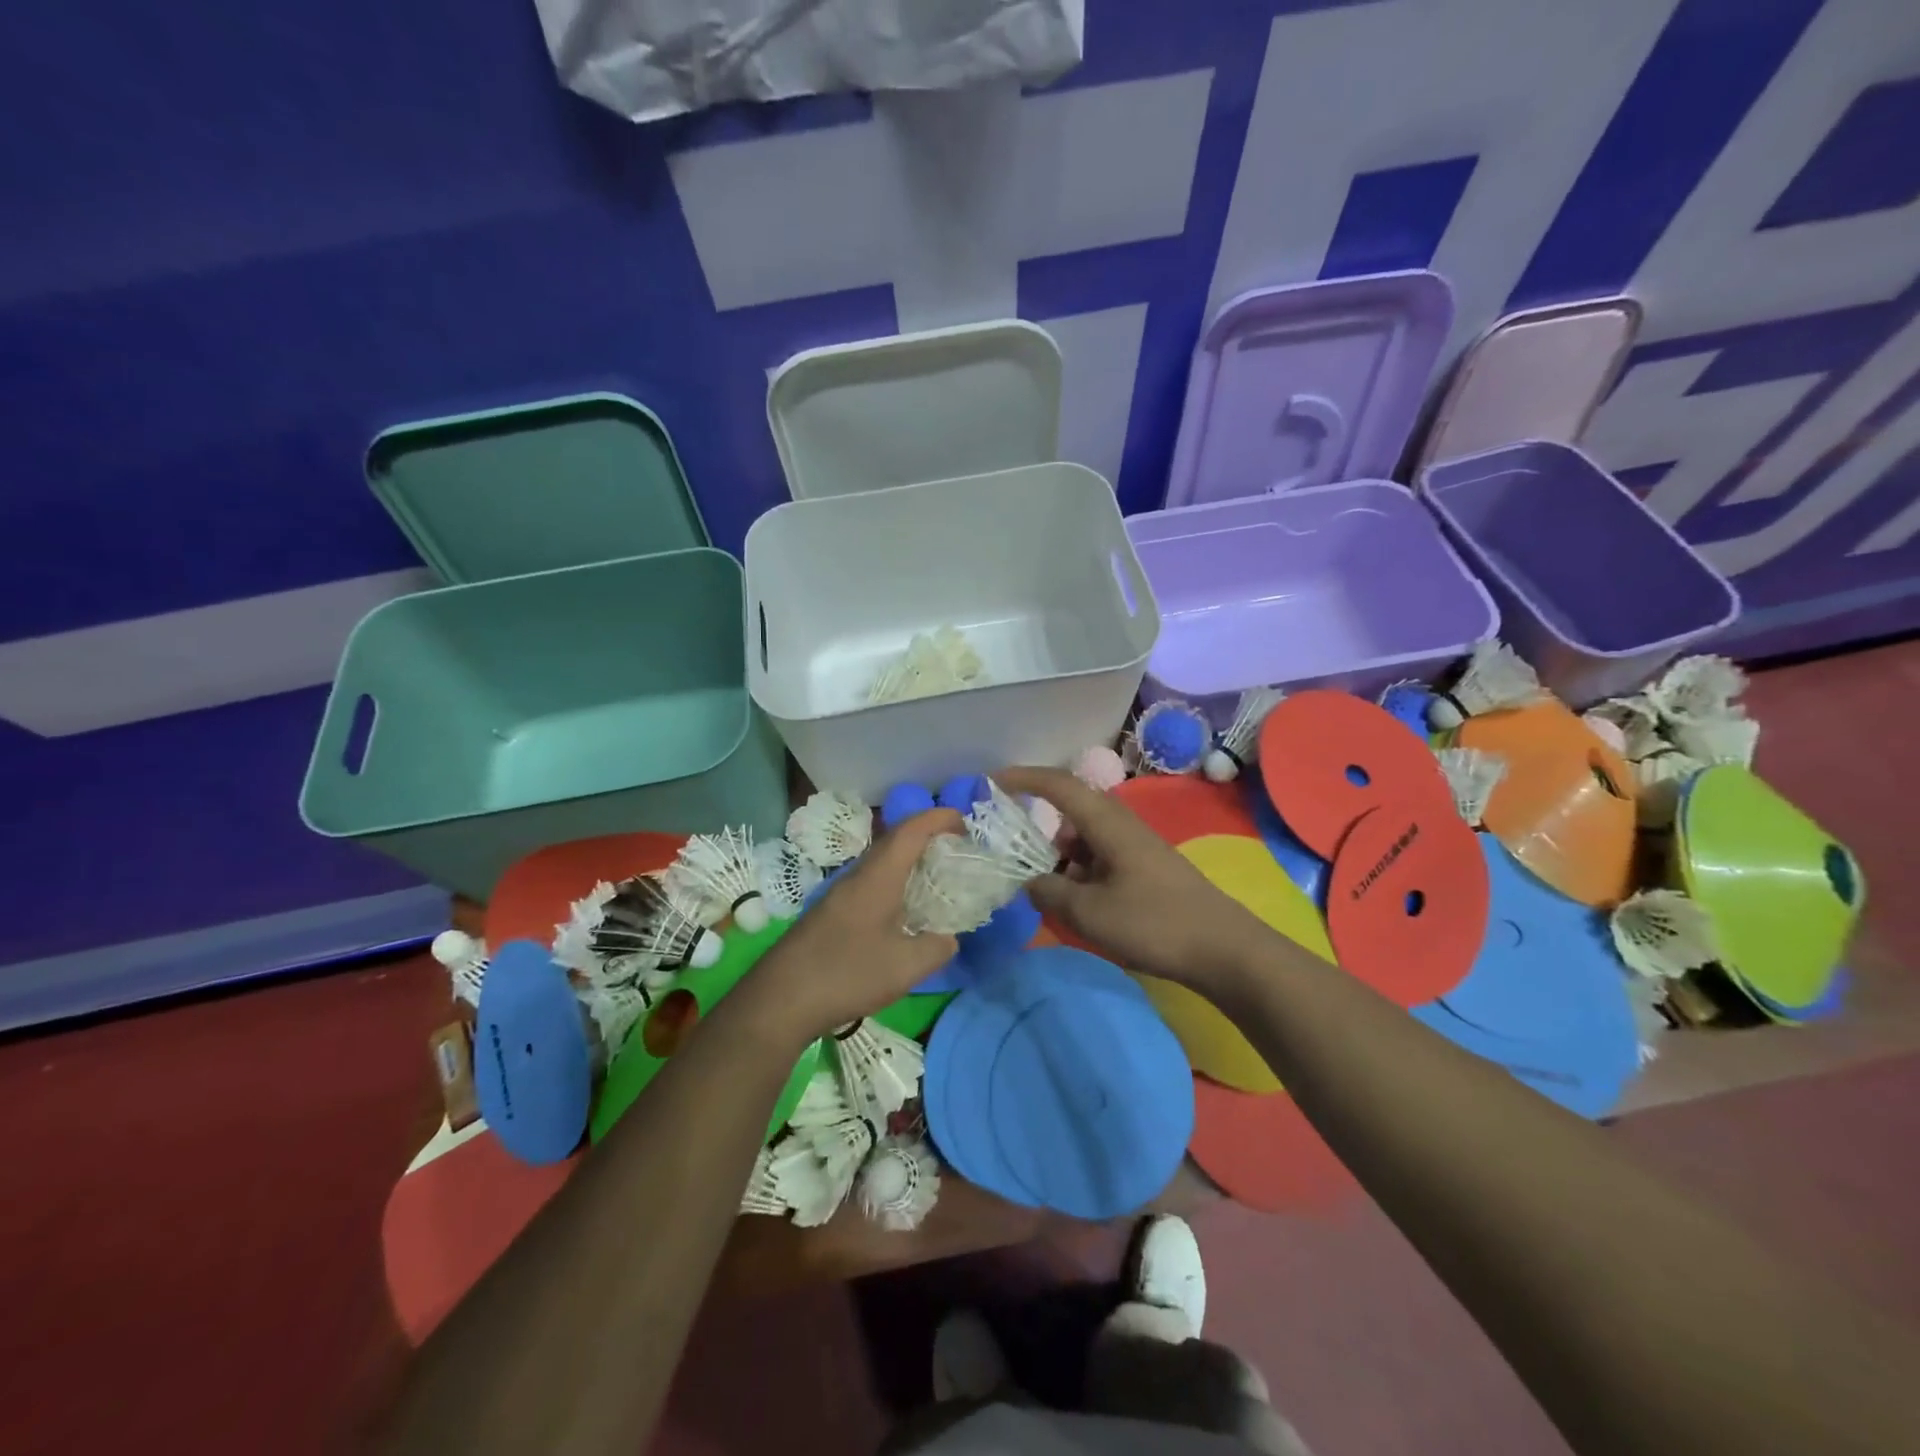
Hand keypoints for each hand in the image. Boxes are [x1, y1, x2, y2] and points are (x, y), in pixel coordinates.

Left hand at [737, 809, 963, 1044]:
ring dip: (909, 861)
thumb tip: (948, 938)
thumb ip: (936, 947)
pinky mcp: (831, 913)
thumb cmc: (847, 973)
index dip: (938, 818)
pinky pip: (871, 883)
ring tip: (934, 877)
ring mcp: (841, 894)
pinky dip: (894, 883)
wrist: (781, 998)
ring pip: (881, 863)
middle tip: (955, 849)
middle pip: (895, 841)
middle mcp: (858, 876)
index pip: (911, 830)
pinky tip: (902, 911)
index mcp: (879, 877)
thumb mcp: (906, 966)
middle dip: (927, 836)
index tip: (964, 822)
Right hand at [995, 766, 1272, 988]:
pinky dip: (1078, 871)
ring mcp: (1135, 846)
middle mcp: (1120, 824)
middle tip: (1008, 848)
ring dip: (1057, 855)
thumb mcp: (1089, 913)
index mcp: (1106, 822)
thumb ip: (1048, 892)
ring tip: (1038, 885)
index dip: (1023, 777)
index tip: (990, 781)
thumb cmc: (1153, 923)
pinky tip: (1074, 902)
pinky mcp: (1144, 868)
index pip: (1058, 784)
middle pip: (1069, 811)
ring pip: (1083, 837)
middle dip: (1036, 825)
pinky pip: (1099, 857)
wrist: (1223, 949)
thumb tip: (1030, 882)